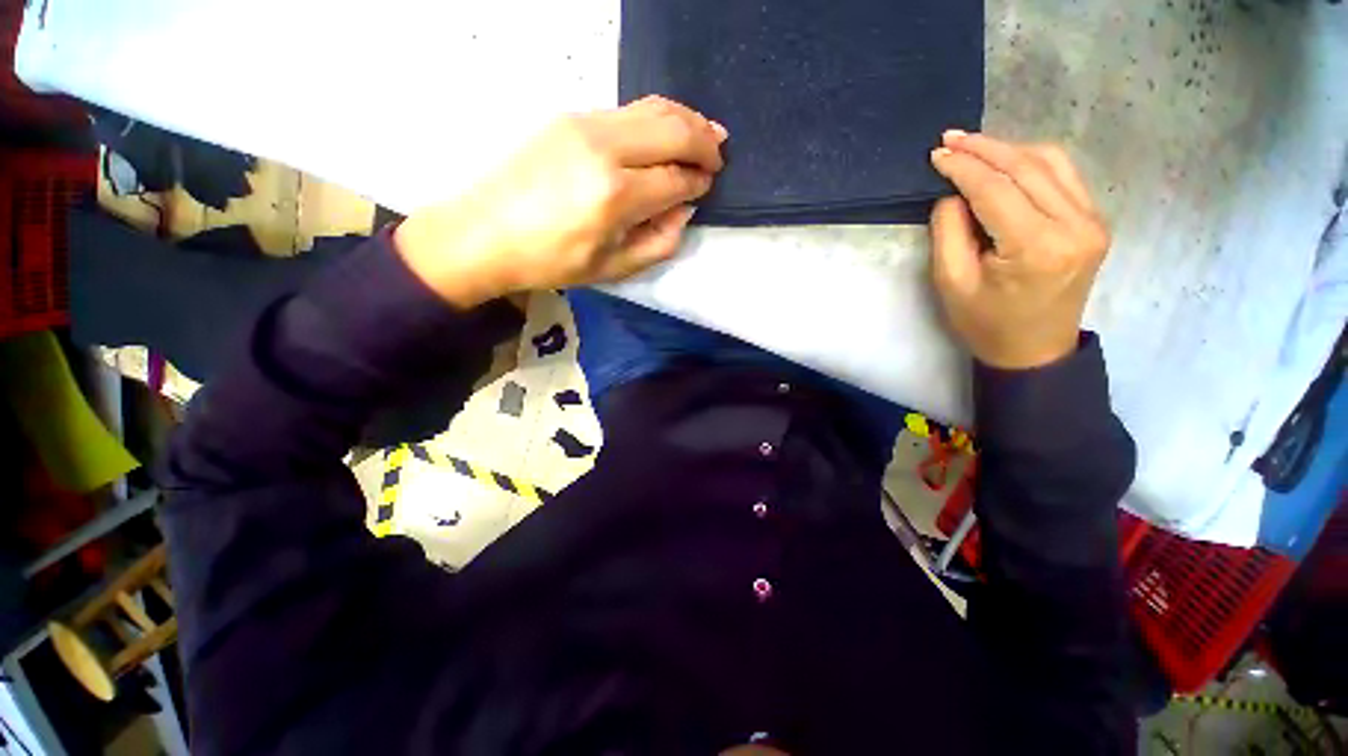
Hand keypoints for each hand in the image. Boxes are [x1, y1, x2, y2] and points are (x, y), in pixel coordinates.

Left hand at [395, 96, 727, 307]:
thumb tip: (684, 209)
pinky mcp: (571, 117)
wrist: (485, 232)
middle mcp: (604, 149)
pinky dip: (656, 117)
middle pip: (673, 129)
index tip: (707, 186)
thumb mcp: (613, 268)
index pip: (676, 179)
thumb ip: (660, 242)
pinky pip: (628, 109)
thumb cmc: (552, 261)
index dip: (698, 182)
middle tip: (719, 154)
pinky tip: (666, 130)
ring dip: (686, 119)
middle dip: (705, 141)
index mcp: (615, 196)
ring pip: (653, 108)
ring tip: (706, 133)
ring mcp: (585, 125)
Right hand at [928, 132, 1110, 369]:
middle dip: (985, 148)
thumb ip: (949, 232)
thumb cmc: (985, 323)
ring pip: (1051, 163)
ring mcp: (1093, 221)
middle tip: (950, 139)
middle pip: (1027, 167)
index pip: (996, 190)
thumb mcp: (951, 283)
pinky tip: (1006, 164)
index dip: (963, 167)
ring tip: (974, 148)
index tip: (936, 155)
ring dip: (1009, 149)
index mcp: (1036, 248)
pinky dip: (1032, 162)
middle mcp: (1075, 226)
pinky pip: (1064, 176)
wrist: (1035, 351)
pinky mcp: (1095, 221)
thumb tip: (953, 193)